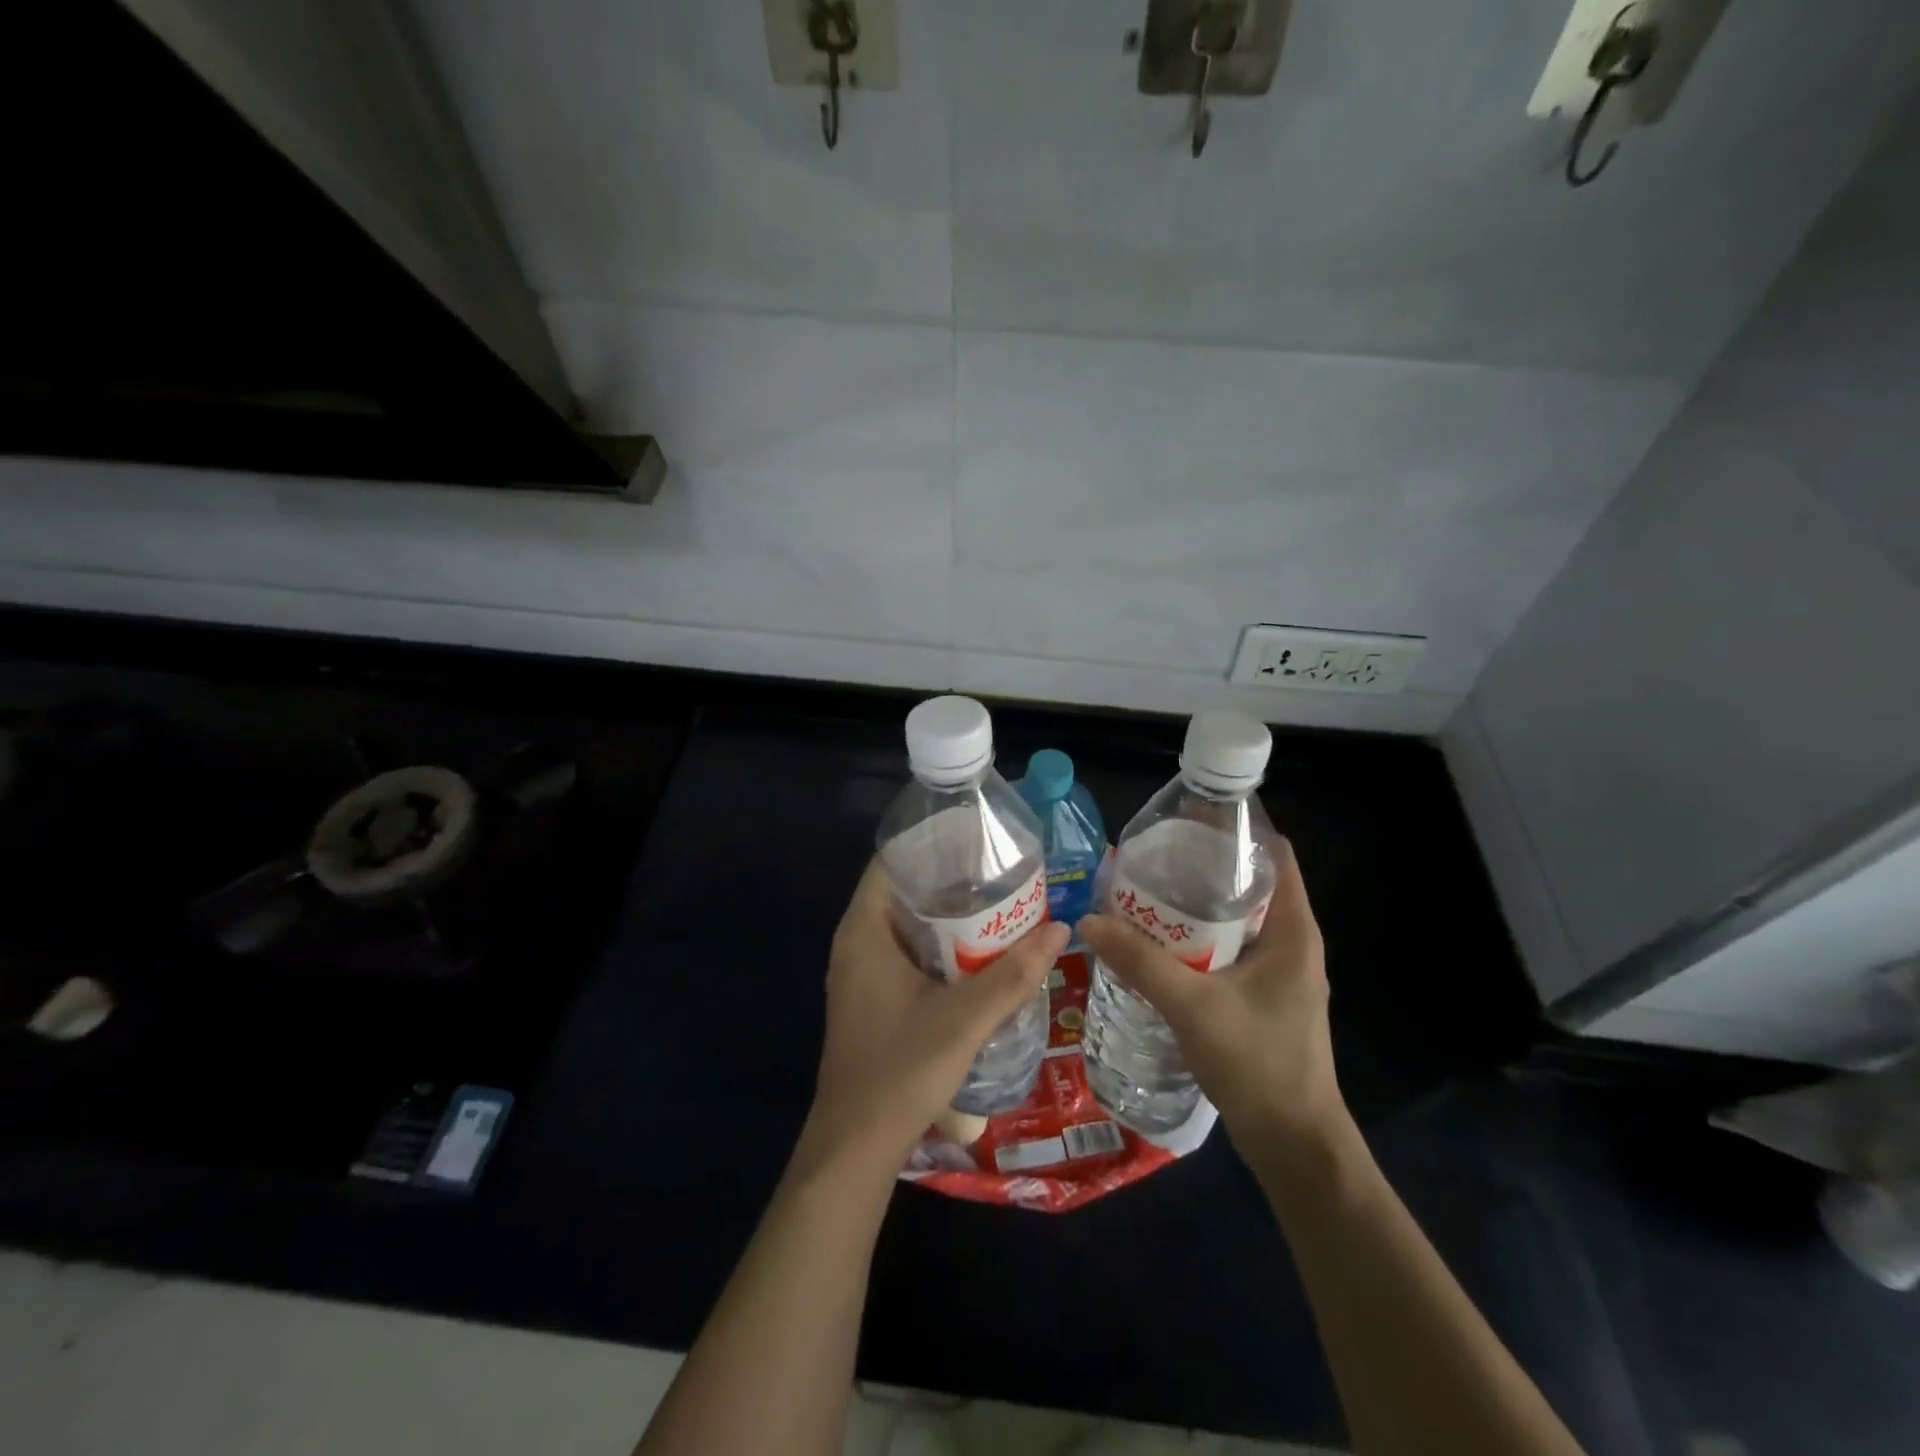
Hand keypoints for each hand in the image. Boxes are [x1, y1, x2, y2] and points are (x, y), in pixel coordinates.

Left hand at [797, 859, 1068, 1175]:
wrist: (856, 1145)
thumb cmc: (901, 1069)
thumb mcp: (965, 1019)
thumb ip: (1014, 974)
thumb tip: (1060, 929)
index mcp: (864, 929)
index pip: (892, 861)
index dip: (933, 843)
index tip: (978, 839)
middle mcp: (856, 941)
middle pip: (903, 890)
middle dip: (950, 879)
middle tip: (1001, 871)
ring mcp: (860, 971)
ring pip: (906, 924)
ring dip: (947, 915)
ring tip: (998, 903)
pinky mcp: (870, 996)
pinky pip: (905, 951)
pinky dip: (938, 944)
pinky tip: (977, 952)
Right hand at [1076, 843, 1344, 1150]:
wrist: (1294, 1144)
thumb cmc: (1258, 1064)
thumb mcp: (1193, 1006)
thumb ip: (1140, 961)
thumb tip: (1088, 920)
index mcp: (1293, 930)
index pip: (1275, 854)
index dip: (1236, 828)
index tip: (1187, 817)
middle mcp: (1291, 942)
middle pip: (1249, 882)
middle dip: (1203, 864)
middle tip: (1152, 854)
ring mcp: (1277, 972)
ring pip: (1236, 918)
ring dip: (1196, 903)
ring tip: (1147, 889)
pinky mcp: (1261, 996)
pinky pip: (1228, 949)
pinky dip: (1197, 937)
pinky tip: (1159, 942)